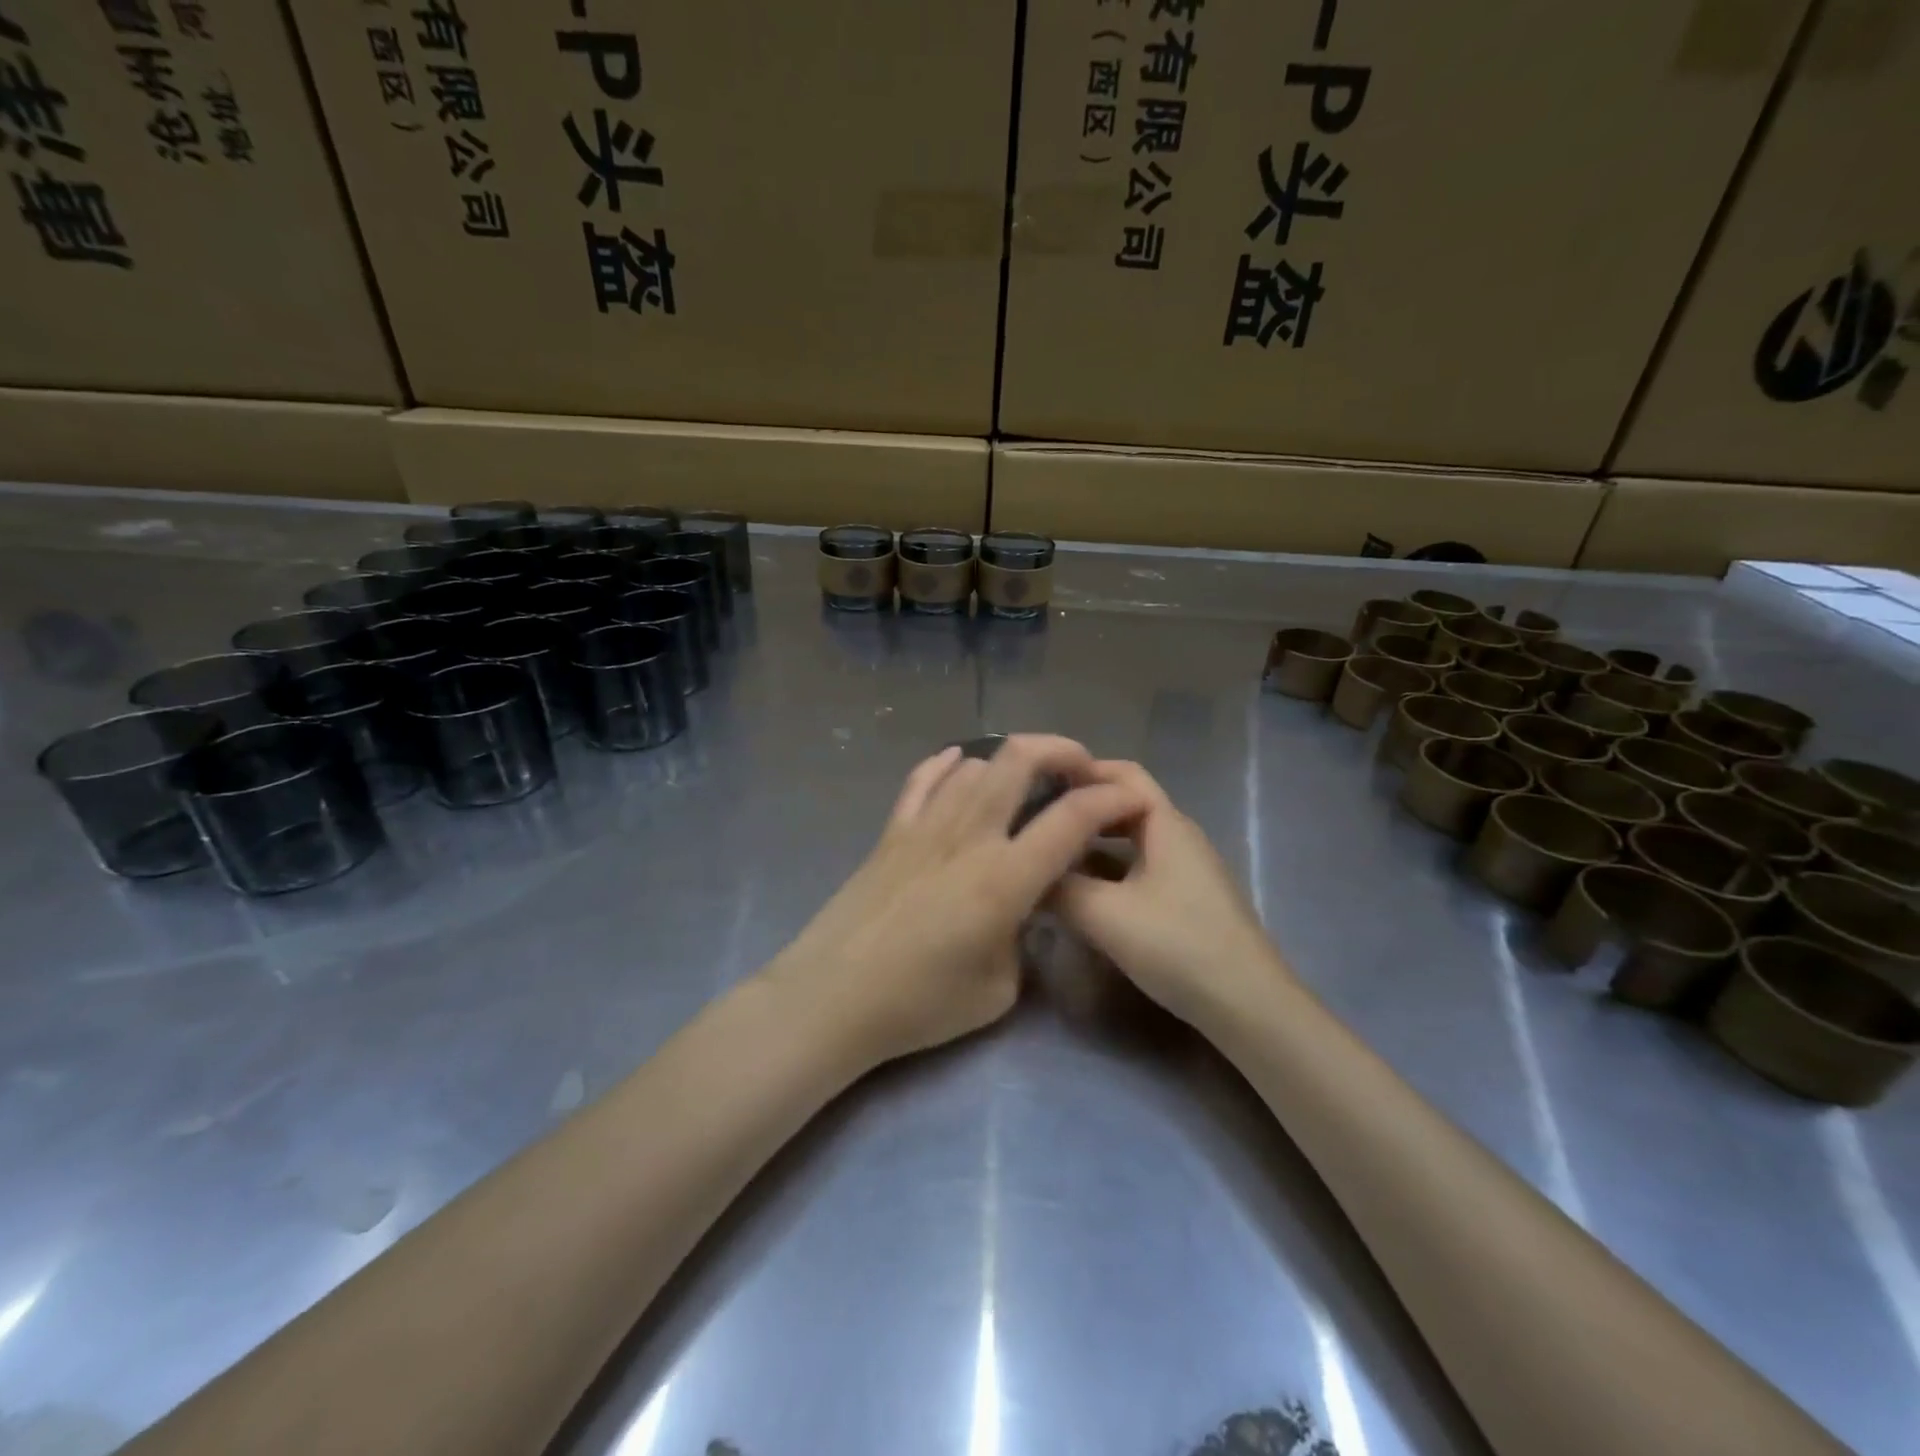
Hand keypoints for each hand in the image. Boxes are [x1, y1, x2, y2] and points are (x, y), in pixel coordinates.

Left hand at [767, 735, 1149, 1066]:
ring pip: (974, 764)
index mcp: (1004, 878)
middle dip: (1062, 751)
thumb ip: (1023, 937)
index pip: (1071, 818)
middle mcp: (968, 836)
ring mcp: (924, 826)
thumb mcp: (998, 989)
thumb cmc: (919, 1005)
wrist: (833, 998)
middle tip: (1082, 770)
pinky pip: (922, 778)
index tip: (1132, 799)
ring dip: (1010, 761)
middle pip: (1019, 759)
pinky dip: (948, 763)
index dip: (1111, 798)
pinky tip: (960, 762)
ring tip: (1027, 780)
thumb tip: (1022, 908)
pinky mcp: (891, 831)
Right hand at [1051, 761, 1291, 1028]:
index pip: (1122, 774)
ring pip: (1132, 841)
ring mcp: (1187, 870)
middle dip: (1083, 807)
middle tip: (1038, 819)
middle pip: (1126, 806)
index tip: (1037, 784)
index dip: (1081, 771)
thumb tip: (1027, 871)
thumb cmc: (1177, 945)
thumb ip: (1058, 887)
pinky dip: (1108, 870)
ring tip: (1051, 854)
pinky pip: (1140, 868)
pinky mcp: (1187, 900)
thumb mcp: (1104, 915)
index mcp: (1166, 824)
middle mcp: (1179, 837)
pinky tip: (1083, 894)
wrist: (1248, 1006)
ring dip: (1092, 842)